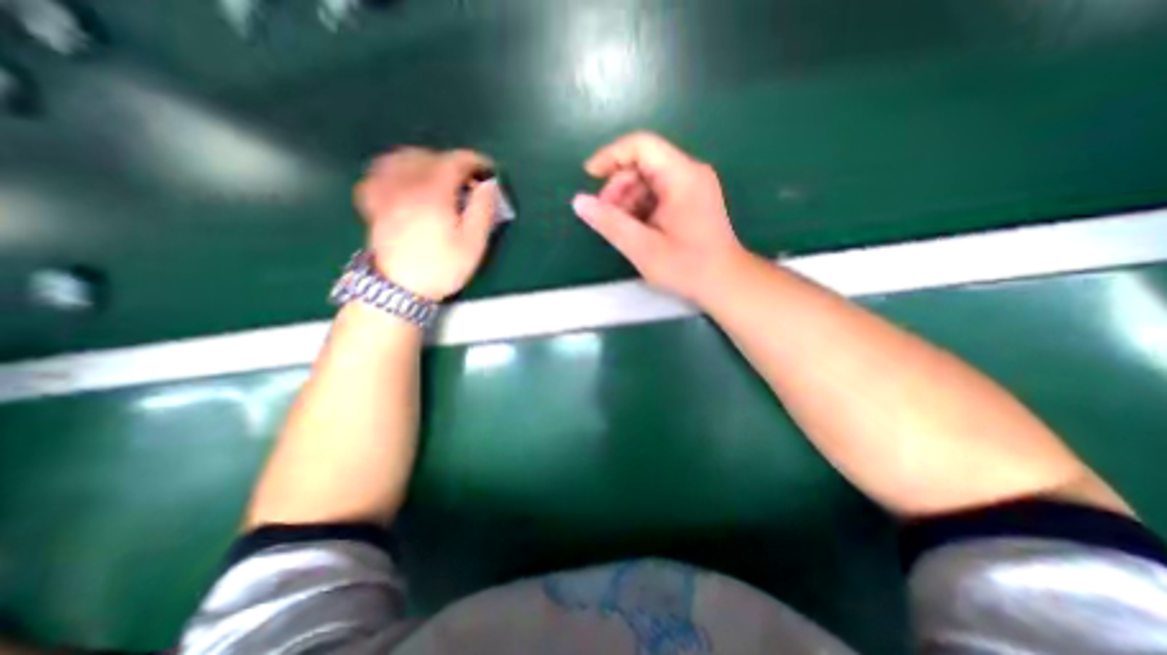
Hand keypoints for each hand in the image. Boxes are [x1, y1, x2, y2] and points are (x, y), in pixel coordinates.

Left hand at [357, 145, 498, 300]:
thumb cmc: (442, 268)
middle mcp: (405, 184)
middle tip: (469, 182)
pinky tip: (405, 181)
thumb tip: (488, 185)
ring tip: (440, 177)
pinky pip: (378, 172)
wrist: (400, 289)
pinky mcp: (373, 203)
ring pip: (401, 158)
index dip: (474, 161)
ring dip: (425, 161)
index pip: (454, 162)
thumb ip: (482, 210)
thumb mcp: (473, 244)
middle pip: (429, 156)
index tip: (488, 169)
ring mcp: (385, 192)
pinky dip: (395, 169)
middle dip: (453, 163)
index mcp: (433, 193)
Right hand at [570, 133, 742, 306]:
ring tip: (620, 228)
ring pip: (649, 180)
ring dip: (628, 199)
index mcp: (682, 176)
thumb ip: (609, 223)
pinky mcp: (692, 200)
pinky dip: (641, 207)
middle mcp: (690, 173)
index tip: (589, 177)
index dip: (610, 156)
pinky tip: (636, 229)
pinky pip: (659, 193)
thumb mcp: (642, 247)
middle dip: (618, 186)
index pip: (641, 146)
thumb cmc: (687, 267)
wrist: (725, 283)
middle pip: (644, 163)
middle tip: (606, 216)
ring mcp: (693, 186)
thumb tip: (579, 202)